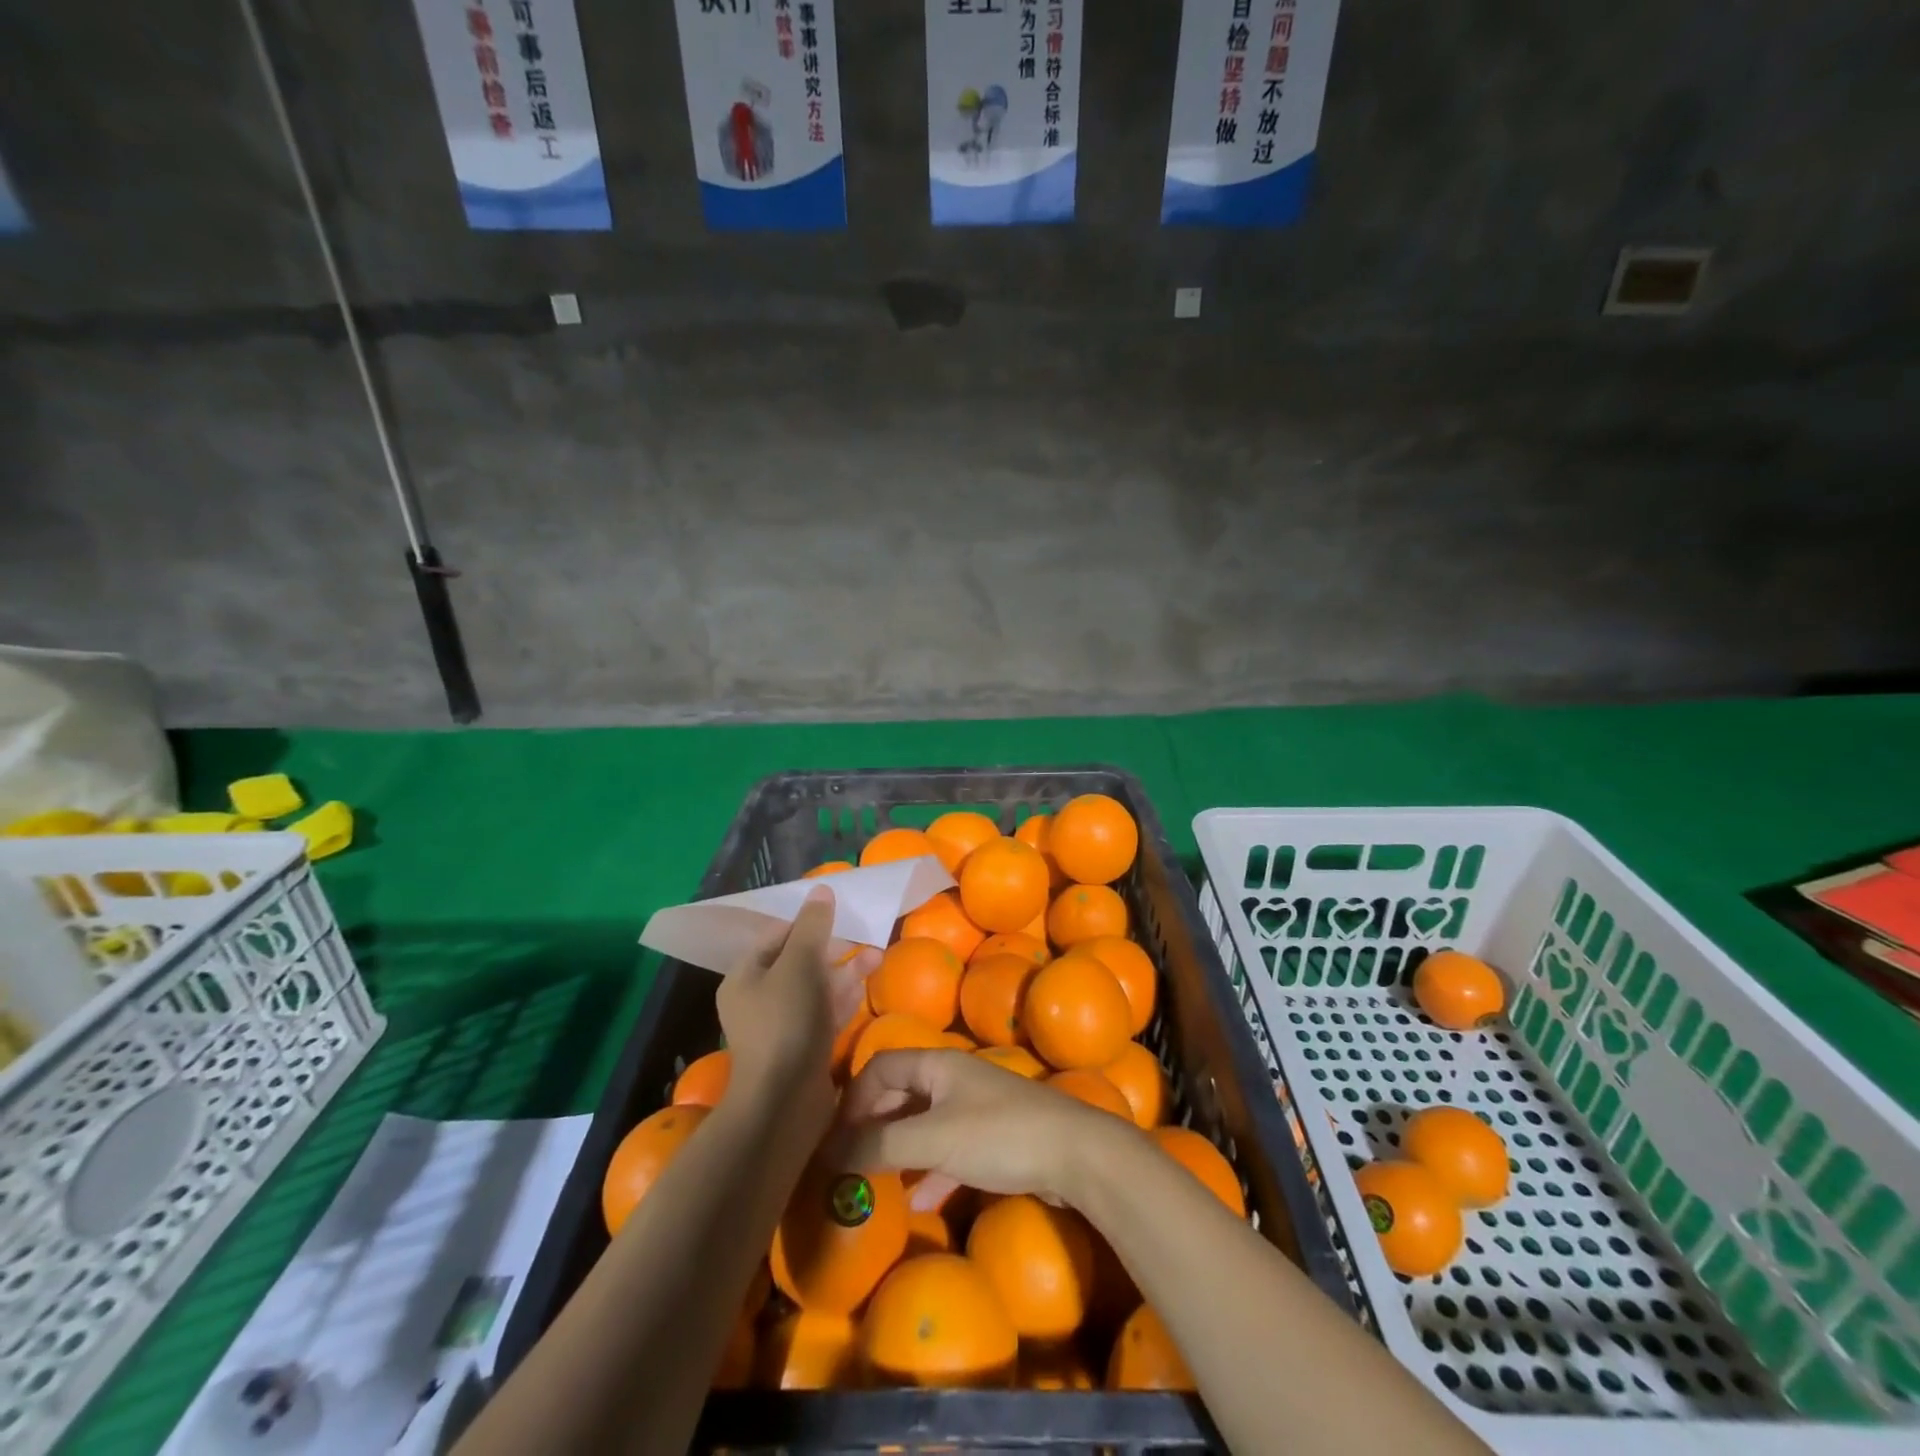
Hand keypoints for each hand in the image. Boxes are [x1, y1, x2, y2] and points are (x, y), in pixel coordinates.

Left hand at [717, 886, 875, 1117]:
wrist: (785, 1102)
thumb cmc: (786, 1023)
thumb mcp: (799, 965)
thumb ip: (812, 926)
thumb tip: (821, 889)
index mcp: (745, 976)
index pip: (776, 936)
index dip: (807, 922)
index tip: (839, 914)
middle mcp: (759, 998)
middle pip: (798, 960)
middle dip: (833, 947)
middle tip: (864, 936)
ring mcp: (782, 1025)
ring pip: (816, 986)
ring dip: (845, 970)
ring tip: (878, 956)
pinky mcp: (804, 1046)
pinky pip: (824, 1011)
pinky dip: (843, 996)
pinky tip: (866, 984)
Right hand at [834, 1047, 1138, 1208]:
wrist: (1076, 1154)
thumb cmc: (1000, 1135)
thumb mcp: (934, 1139)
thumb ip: (880, 1145)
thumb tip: (829, 1153)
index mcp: (937, 1064)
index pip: (881, 1066)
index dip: (854, 1099)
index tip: (837, 1140)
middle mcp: (952, 1078)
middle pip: (900, 1094)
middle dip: (873, 1127)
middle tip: (850, 1166)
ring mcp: (973, 1108)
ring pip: (922, 1124)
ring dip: (898, 1151)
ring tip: (875, 1185)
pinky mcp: (991, 1138)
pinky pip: (947, 1148)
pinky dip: (929, 1170)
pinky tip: (919, 1199)